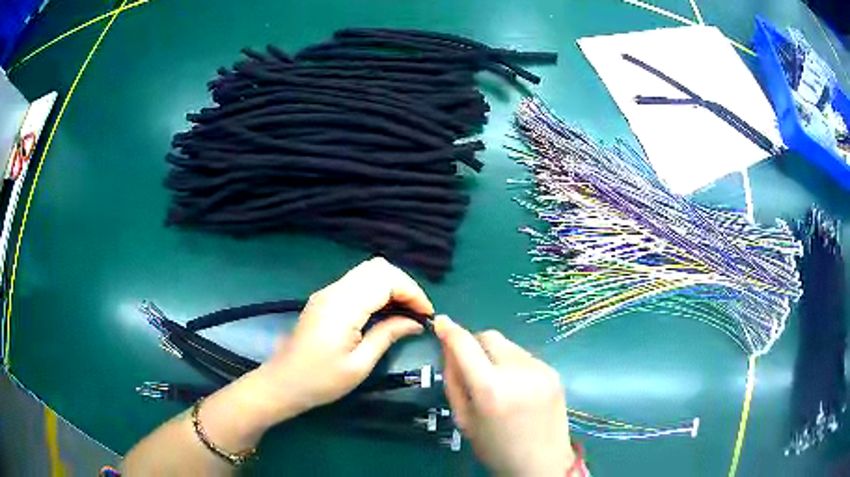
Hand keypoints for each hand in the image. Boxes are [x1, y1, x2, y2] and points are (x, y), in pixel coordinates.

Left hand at [257, 257, 432, 420]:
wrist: (283, 383)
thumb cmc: (321, 381)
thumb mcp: (360, 364)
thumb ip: (387, 336)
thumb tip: (415, 322)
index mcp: (343, 307)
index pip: (385, 280)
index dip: (412, 292)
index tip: (427, 315)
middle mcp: (334, 291)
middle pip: (377, 268)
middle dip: (404, 285)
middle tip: (417, 312)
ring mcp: (327, 293)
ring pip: (368, 271)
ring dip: (391, 286)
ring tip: (405, 312)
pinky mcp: (325, 299)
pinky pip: (357, 282)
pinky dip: (377, 290)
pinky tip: (384, 311)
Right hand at [434, 316, 573, 476]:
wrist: (542, 463)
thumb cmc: (496, 448)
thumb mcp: (464, 419)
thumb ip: (453, 381)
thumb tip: (448, 348)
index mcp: (491, 389)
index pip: (465, 344)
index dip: (450, 330)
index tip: (440, 323)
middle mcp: (518, 371)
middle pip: (489, 336)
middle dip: (475, 345)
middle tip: (471, 367)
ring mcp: (541, 369)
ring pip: (508, 345)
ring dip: (495, 355)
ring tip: (498, 383)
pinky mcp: (554, 372)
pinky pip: (524, 356)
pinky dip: (513, 364)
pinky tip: (517, 388)